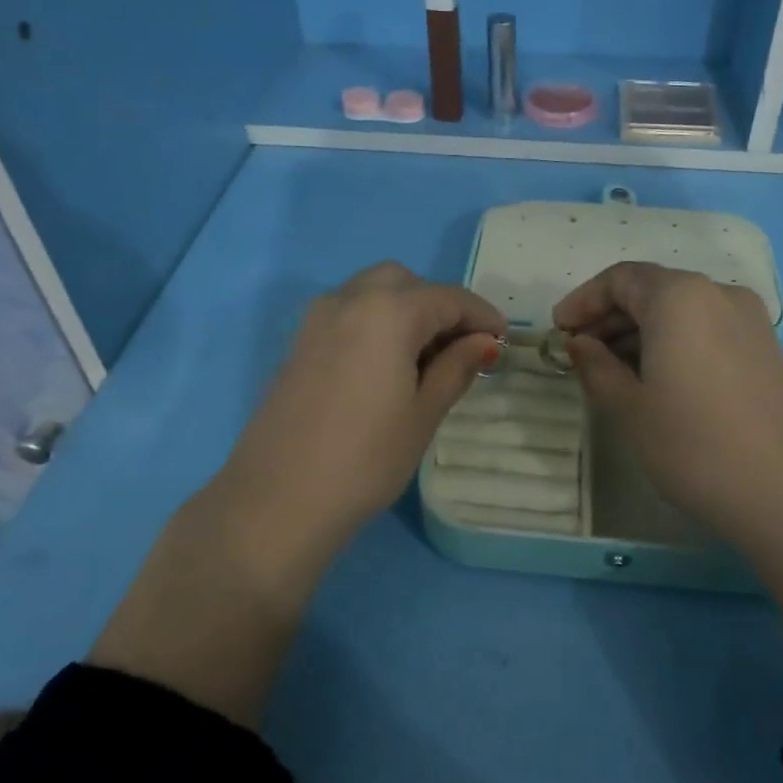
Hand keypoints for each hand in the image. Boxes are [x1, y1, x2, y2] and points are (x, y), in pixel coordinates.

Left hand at [217, 261, 506, 561]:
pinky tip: (387, 364)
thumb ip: (456, 367)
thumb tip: (484, 342)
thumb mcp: (424, 413)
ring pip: (373, 292)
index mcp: (388, 311)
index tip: (503, 340)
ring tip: (426, 357)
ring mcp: (317, 318)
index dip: (482, 316)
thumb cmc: (366, 459)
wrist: (279, 499)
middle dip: (440, 306)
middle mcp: (350, 299)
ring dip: (406, 310)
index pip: (449, 298)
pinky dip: (376, 321)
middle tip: (462, 348)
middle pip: (406, 283)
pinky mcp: (299, 342)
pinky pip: (348, 312)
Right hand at [552, 261, 782, 558]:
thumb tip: (580, 344)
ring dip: (642, 331)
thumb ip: (596, 366)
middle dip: (611, 316)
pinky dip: (675, 342)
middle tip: (580, 352)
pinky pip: (708, 329)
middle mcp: (718, 293)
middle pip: (653, 289)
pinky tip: (658, 379)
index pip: (620, 278)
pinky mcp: (767, 348)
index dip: (583, 301)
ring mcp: (750, 320)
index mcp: (679, 296)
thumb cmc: (693, 445)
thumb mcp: (629, 407)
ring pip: (682, 310)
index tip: (558, 331)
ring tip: (613, 370)